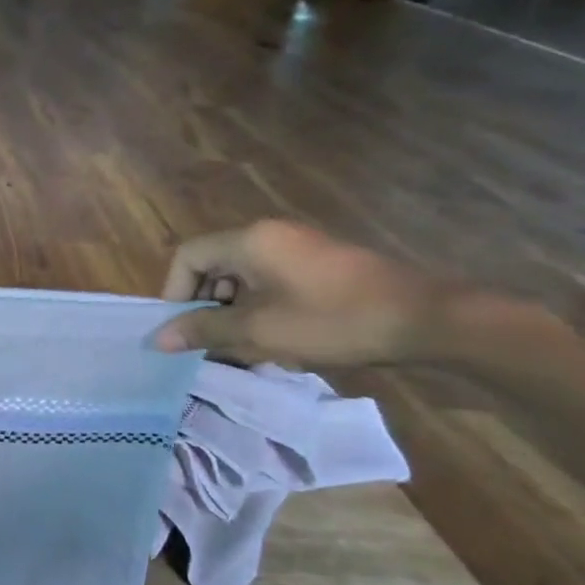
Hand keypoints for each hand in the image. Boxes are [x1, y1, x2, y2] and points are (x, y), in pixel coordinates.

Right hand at [155, 221, 451, 366]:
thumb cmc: (332, 320)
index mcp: (249, 241)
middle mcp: (269, 235)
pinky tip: (275, 341)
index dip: (175, 292)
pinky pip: (270, 282)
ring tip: (243, 348)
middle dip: (205, 306)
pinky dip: (260, 308)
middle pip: (214, 265)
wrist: (425, 320)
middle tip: (210, 343)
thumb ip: (204, 331)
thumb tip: (158, 339)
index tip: (181, 329)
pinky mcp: (319, 264)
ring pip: (242, 277)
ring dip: (233, 311)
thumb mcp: (260, 331)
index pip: (188, 257)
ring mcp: (297, 247)